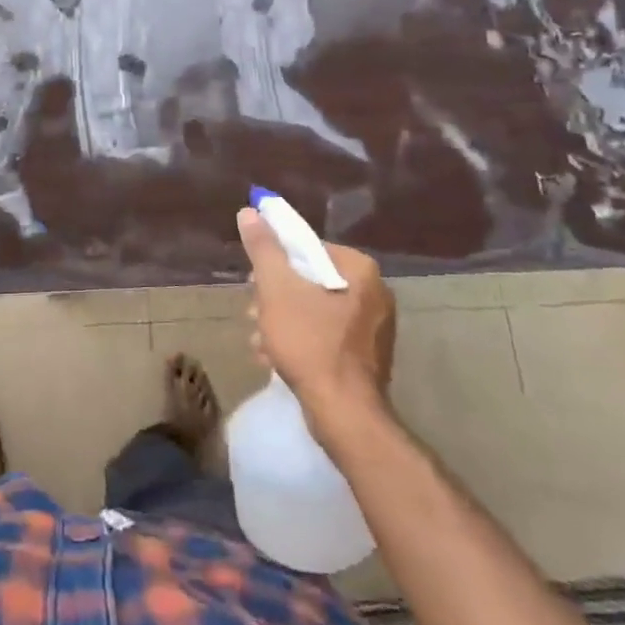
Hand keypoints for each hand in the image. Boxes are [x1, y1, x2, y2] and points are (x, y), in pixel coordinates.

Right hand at [237, 206, 396, 441]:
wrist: (344, 412)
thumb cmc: (310, 343)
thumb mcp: (277, 290)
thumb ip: (263, 249)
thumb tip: (249, 211)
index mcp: (359, 269)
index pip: (309, 247)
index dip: (275, 261)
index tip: (254, 282)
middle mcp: (375, 292)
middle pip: (311, 279)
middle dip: (276, 295)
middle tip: (253, 313)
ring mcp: (375, 327)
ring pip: (316, 308)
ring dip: (282, 320)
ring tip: (258, 340)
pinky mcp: (368, 355)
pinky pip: (327, 334)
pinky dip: (301, 339)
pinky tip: (275, 357)